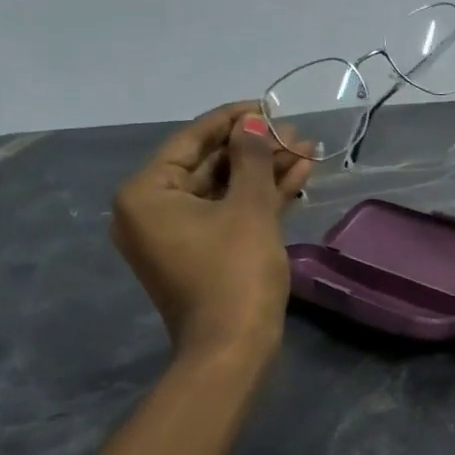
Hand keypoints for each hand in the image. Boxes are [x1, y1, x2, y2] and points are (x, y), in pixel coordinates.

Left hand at [111, 103, 313, 360]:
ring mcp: (178, 235)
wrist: (235, 348)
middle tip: (296, 134)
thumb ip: (252, 158)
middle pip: (210, 165)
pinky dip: (260, 199)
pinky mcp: (202, 254)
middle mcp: (152, 210)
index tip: (268, 106)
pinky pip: (228, 215)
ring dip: (265, 172)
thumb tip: (254, 123)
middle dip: (257, 149)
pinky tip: (298, 178)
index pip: (191, 141)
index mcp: (147, 194)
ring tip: (307, 151)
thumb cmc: (235, 273)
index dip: (234, 120)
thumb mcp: (249, 208)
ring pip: (225, 191)